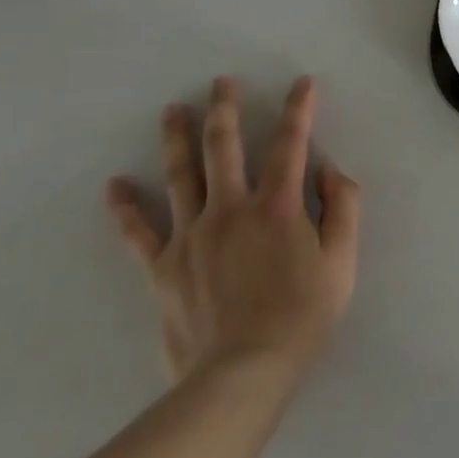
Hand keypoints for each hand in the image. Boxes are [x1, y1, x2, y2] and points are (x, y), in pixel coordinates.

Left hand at [105, 76, 360, 397]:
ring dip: (177, 139)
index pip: (290, 143)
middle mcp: (230, 208)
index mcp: (277, 205)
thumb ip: (343, 207)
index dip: (299, 109)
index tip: (302, 83)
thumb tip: (329, 170)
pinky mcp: (163, 268)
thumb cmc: (302, 315)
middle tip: (221, 81)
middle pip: (225, 147)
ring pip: (180, 176)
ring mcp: (191, 236)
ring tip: (172, 110)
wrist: (241, 375)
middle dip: (225, 109)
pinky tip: (115, 184)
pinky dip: (126, 208)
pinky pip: (139, 232)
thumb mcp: (343, 260)